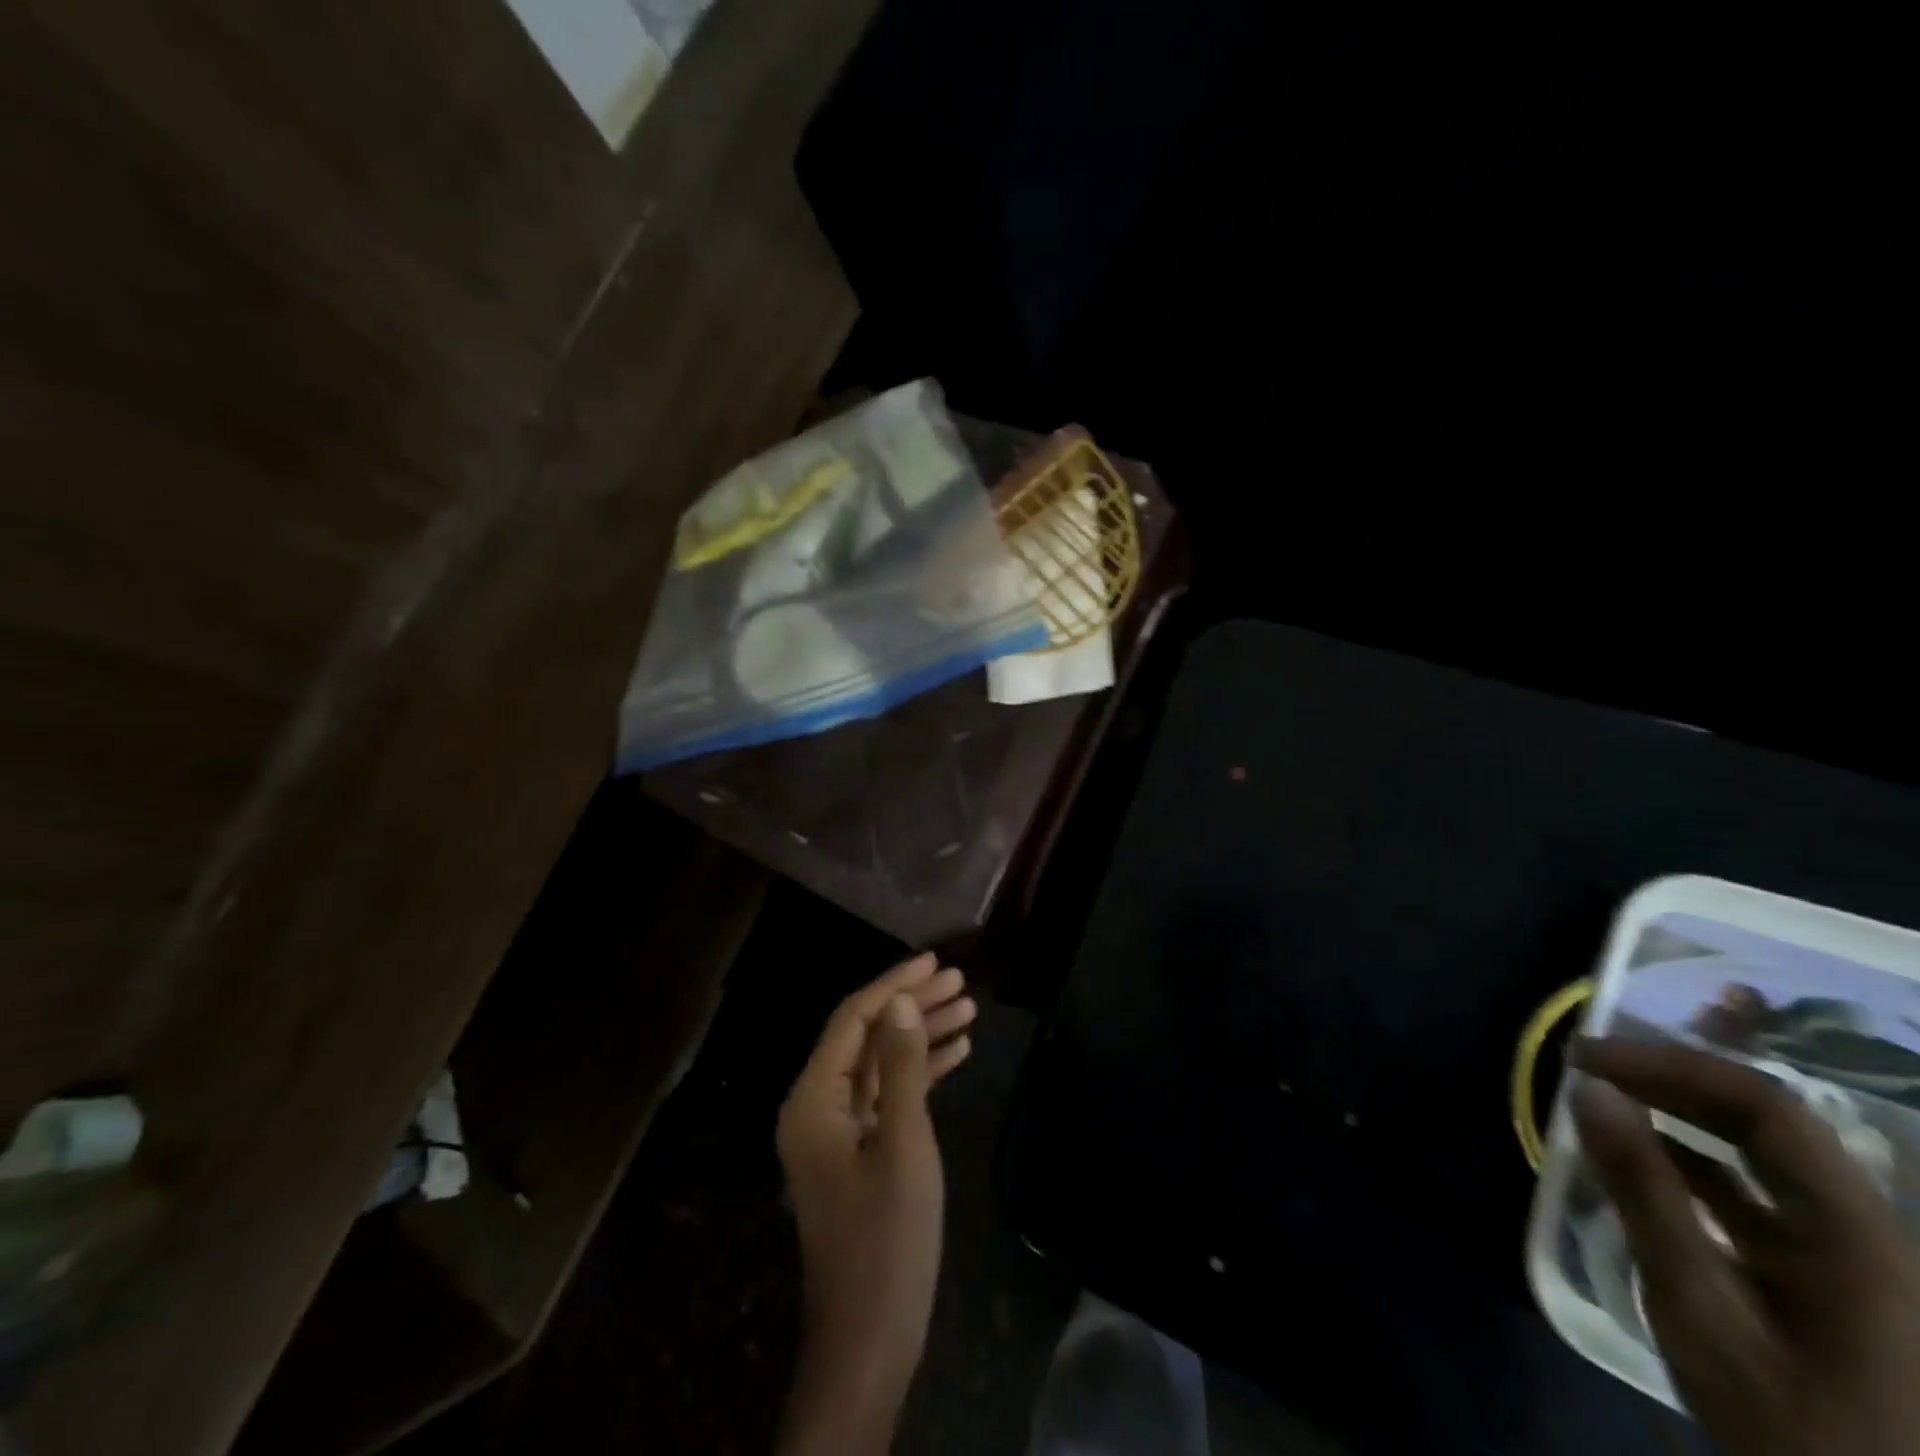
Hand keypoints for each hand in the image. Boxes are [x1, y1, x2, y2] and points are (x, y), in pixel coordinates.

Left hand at [775, 954, 975, 1455]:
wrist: (871, 1337)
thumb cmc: (887, 1239)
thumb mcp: (903, 1146)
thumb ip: (901, 1069)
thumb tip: (901, 1004)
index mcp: (813, 1100)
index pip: (852, 1021)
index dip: (894, 986)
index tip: (935, 961)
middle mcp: (817, 1106)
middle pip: (867, 1037)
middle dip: (913, 1006)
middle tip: (961, 981)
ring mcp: (838, 1131)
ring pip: (881, 1063)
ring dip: (921, 1035)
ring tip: (969, 1008)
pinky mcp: (859, 1151)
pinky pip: (888, 1095)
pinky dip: (920, 1072)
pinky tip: (957, 1052)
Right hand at [1572, 1036, 1919, 1455]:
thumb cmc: (1794, 1426)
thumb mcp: (1702, 1313)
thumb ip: (1646, 1195)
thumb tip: (1588, 1089)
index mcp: (1859, 1234)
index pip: (1765, 1105)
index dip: (1669, 1065)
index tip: (1584, 1059)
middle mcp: (1870, 1229)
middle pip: (1769, 1120)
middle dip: (1669, 1079)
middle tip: (1585, 1066)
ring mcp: (1858, 1255)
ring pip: (1766, 1151)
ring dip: (1681, 1111)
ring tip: (1605, 1097)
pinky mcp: (1836, 1277)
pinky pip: (1764, 1190)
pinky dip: (1696, 1157)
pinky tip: (1646, 1157)